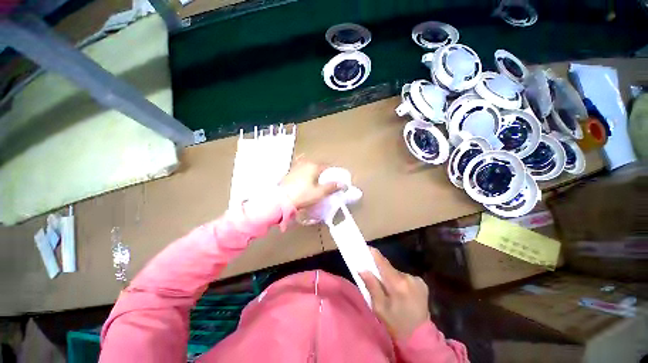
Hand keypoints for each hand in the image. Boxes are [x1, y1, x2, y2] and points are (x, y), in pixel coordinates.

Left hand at [280, 160, 340, 210]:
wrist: (281, 200)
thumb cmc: (303, 195)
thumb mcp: (320, 192)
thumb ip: (332, 187)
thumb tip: (343, 184)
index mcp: (314, 166)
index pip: (327, 167)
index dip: (332, 173)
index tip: (335, 180)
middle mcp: (305, 163)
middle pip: (317, 166)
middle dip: (322, 173)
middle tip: (325, 182)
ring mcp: (295, 167)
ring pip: (308, 168)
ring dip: (313, 173)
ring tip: (315, 182)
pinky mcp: (289, 173)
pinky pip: (300, 171)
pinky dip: (304, 174)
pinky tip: (303, 180)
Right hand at [360, 248, 430, 339]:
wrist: (420, 337)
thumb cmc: (395, 323)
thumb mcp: (379, 307)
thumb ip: (371, 286)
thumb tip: (362, 269)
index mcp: (397, 284)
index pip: (383, 263)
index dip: (374, 254)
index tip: (366, 248)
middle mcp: (409, 278)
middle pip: (390, 268)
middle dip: (381, 270)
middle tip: (374, 276)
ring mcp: (417, 280)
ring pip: (397, 273)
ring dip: (391, 277)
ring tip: (389, 289)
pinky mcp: (422, 283)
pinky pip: (405, 277)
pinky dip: (400, 281)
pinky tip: (400, 292)